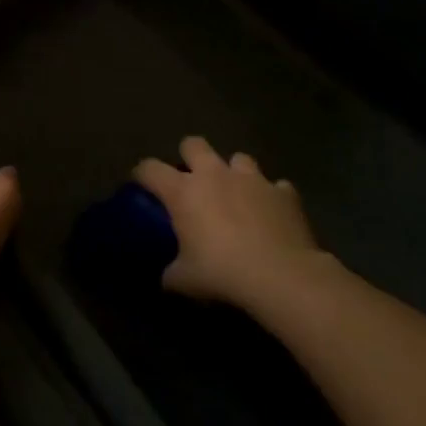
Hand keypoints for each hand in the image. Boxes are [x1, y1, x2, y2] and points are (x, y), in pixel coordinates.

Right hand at [135, 136, 326, 310]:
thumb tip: (167, 278)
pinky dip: (272, 197)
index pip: (150, 168)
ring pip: (239, 158)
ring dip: (235, 173)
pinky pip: (277, 187)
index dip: (142, 174)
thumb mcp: (186, 281)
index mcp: (183, 191)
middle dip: (190, 156)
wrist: (281, 276)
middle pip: (193, 144)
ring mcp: (252, 179)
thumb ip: (172, 273)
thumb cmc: (223, 273)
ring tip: (238, 194)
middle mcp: (214, 174)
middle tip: (193, 180)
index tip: (142, 185)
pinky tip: (273, 214)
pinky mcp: (284, 193)